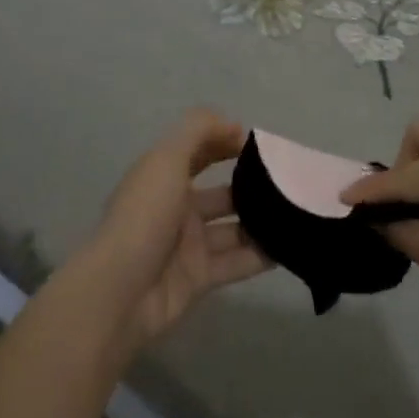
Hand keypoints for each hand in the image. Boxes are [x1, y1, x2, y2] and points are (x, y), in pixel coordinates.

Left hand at [79, 109, 271, 352]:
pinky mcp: (200, 278)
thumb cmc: (144, 216)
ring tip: (300, 212)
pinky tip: (293, 245)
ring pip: (234, 228)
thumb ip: (199, 131)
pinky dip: (263, 255)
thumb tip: (234, 125)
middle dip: (253, 185)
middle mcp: (177, 208)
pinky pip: (238, 262)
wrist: (118, 292)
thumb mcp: (166, 159)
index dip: (226, 142)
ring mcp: (189, 245)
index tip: (262, 145)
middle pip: (222, 192)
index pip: (199, 151)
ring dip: (263, 220)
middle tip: (291, 182)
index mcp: (163, 177)